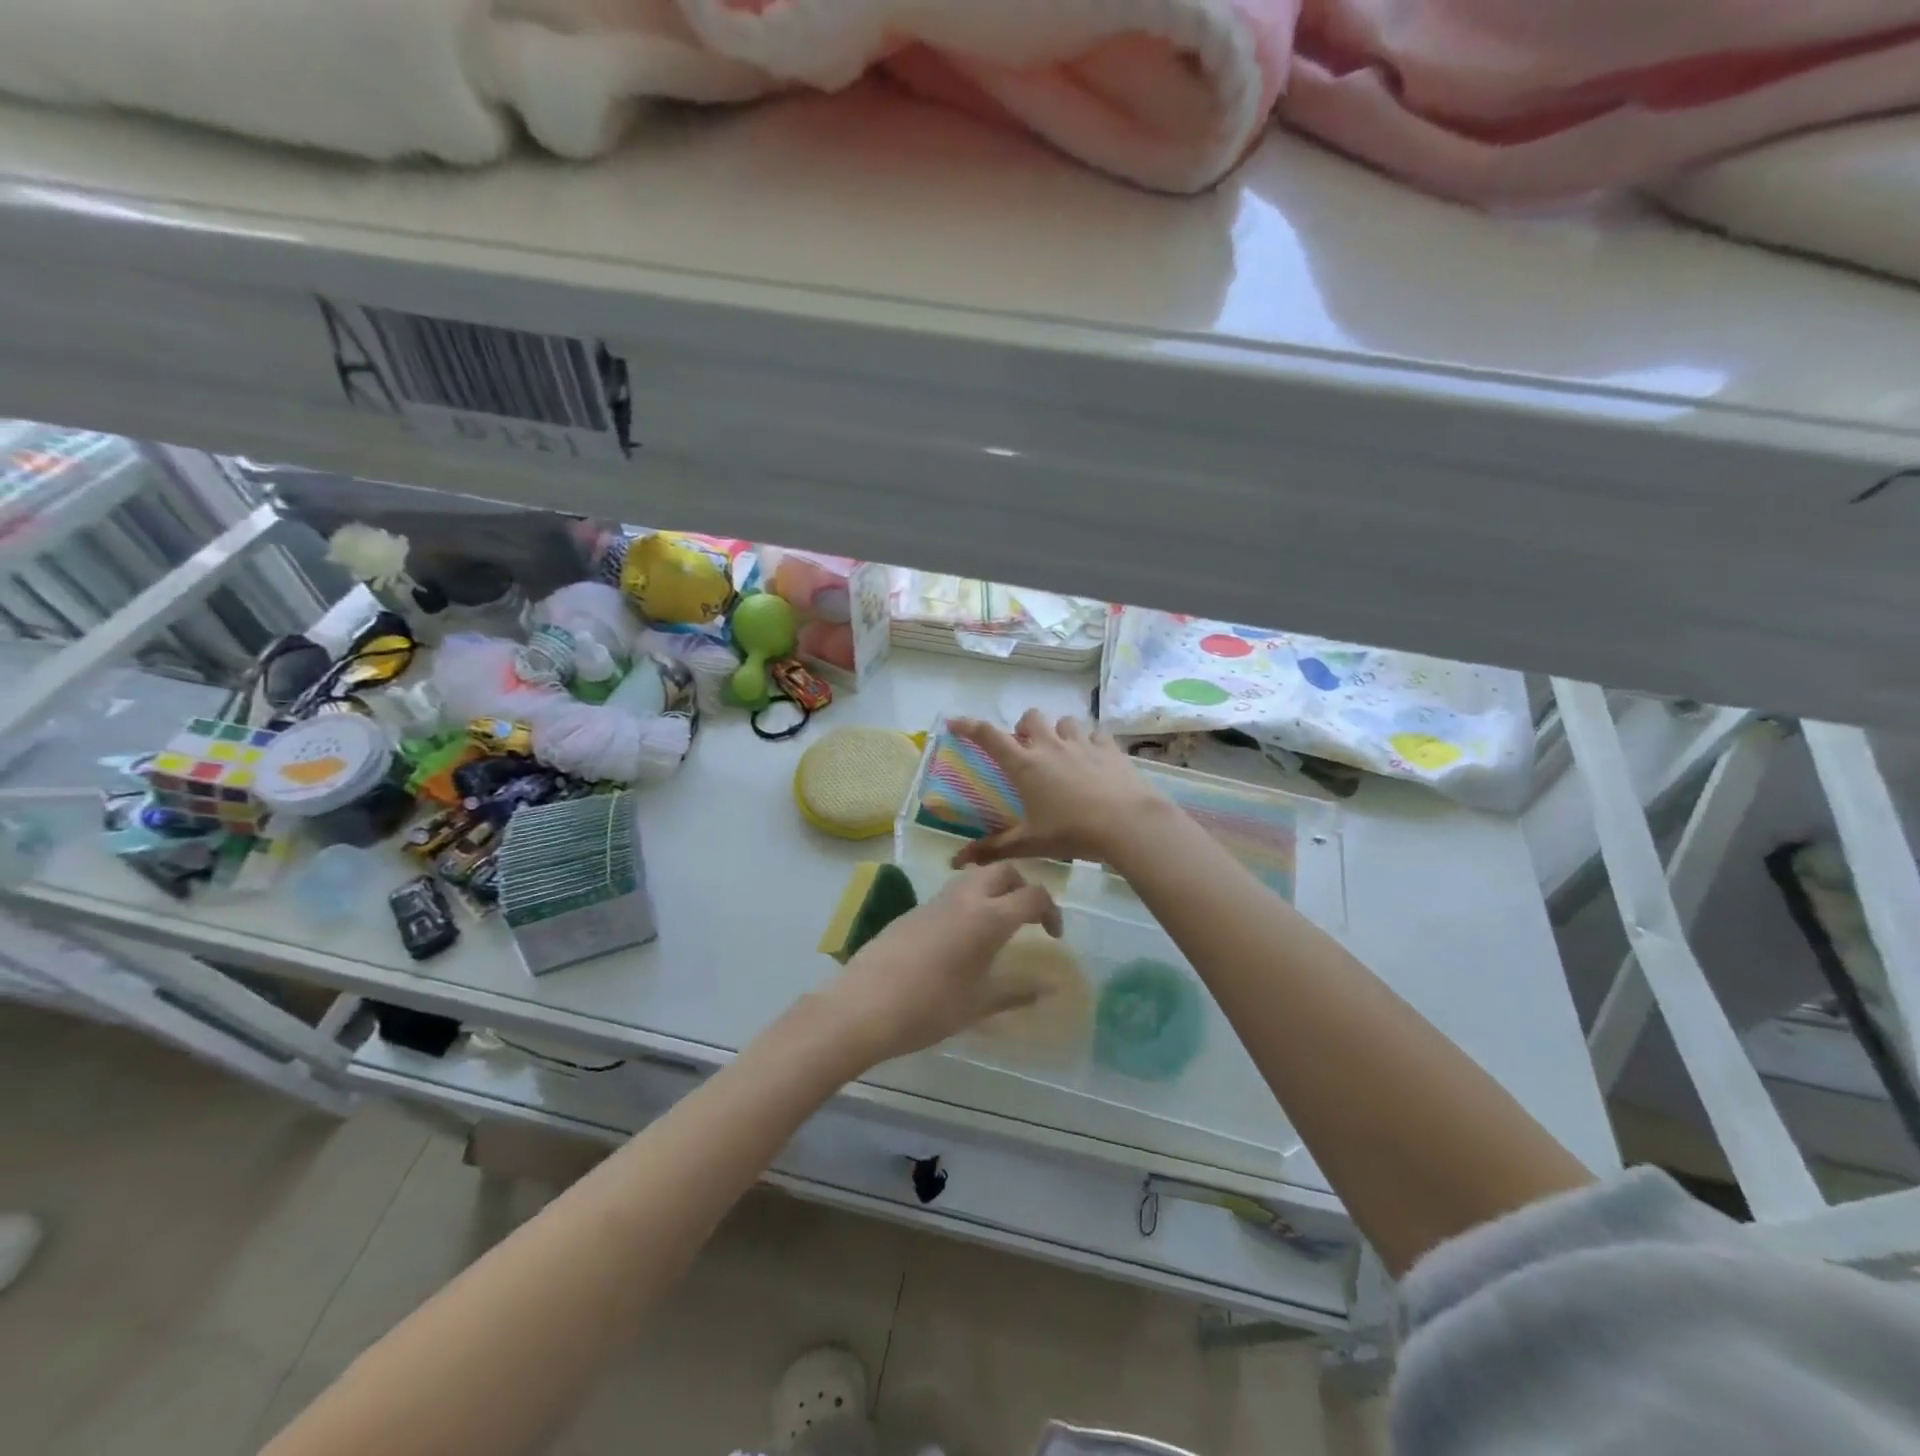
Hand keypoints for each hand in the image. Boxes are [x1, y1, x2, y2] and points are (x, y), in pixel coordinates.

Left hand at [820, 864, 1061, 1065]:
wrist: (864, 1006)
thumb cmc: (929, 1008)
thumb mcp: (978, 1004)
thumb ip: (1017, 991)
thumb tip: (1049, 988)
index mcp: (987, 918)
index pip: (1032, 895)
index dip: (1051, 911)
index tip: (1053, 936)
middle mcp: (963, 899)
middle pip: (1002, 871)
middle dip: (1021, 887)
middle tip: (1026, 918)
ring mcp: (934, 901)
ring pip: (973, 876)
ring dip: (992, 889)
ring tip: (995, 924)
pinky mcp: (912, 910)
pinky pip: (949, 893)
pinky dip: (967, 902)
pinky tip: (960, 938)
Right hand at [948, 710, 1169, 867]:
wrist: (1126, 823)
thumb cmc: (1071, 832)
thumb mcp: (1029, 843)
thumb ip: (993, 849)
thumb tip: (957, 860)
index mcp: (1025, 765)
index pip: (989, 737)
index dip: (969, 726)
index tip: (955, 723)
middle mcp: (1050, 746)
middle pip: (1031, 718)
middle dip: (1024, 728)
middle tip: (1026, 749)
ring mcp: (1082, 743)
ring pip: (1064, 721)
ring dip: (1058, 732)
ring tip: (1061, 753)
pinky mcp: (1109, 748)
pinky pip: (1095, 733)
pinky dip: (1089, 741)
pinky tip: (1093, 758)